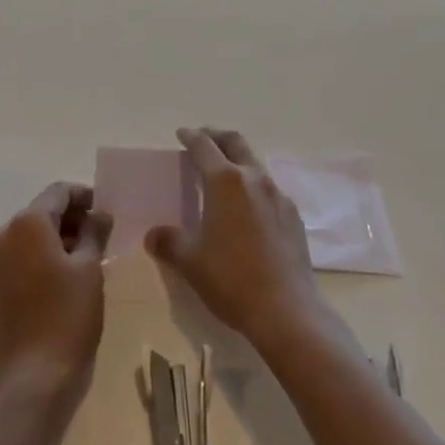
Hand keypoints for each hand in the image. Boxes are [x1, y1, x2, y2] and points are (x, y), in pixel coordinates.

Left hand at [0, 183, 112, 402]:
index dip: (84, 196)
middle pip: (42, 212)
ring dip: (57, 239)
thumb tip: (99, 213)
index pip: (59, 192)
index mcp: (27, 222)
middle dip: (71, 219)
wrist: (29, 384)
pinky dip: (41, 258)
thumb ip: (94, 232)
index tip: (105, 211)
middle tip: (100, 236)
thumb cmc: (66, 318)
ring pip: (30, 236)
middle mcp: (4, 233)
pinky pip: (20, 257)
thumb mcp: (90, 270)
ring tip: (87, 258)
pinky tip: (64, 279)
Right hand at [146, 127, 326, 350]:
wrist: (288, 311)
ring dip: (237, 160)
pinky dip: (253, 186)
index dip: (190, 137)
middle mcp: (253, 177)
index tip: (182, 134)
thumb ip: (169, 242)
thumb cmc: (232, 279)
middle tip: (203, 139)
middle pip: (234, 142)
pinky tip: (248, 209)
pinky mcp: (293, 215)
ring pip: (254, 163)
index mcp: (225, 180)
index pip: (203, 146)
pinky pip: (269, 189)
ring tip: (224, 175)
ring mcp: (277, 194)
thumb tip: (152, 235)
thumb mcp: (191, 262)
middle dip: (216, 136)